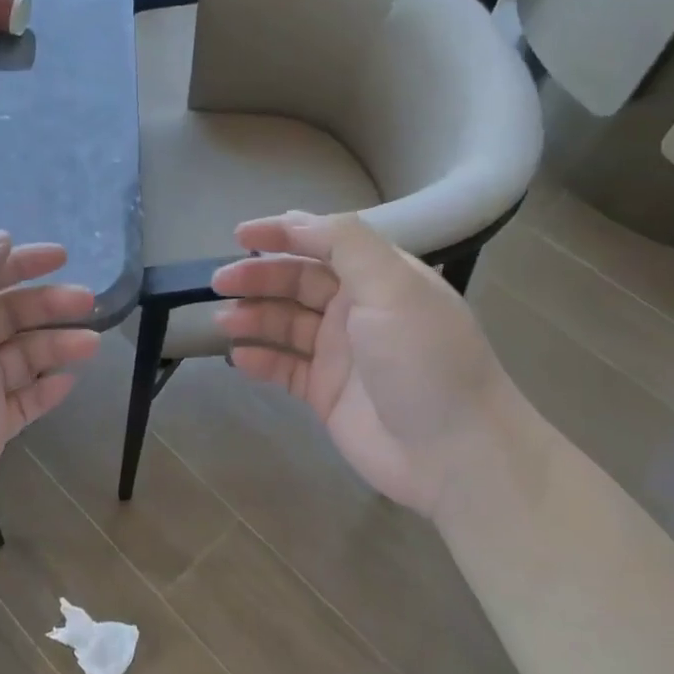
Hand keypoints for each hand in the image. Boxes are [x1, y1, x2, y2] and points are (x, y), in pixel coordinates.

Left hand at [0, 232, 99, 559]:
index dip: (19, 263)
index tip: (61, 257)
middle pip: (10, 316)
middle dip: (48, 304)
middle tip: (87, 302)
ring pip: (24, 358)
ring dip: (56, 346)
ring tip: (90, 343)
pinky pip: (26, 401)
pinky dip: (47, 390)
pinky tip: (69, 381)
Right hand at [212, 212, 516, 515]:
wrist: (453, 453)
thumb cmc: (423, 359)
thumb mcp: (393, 286)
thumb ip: (346, 243)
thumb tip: (297, 220)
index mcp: (379, 278)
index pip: (325, 242)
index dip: (283, 234)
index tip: (241, 236)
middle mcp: (358, 310)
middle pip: (298, 282)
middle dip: (259, 276)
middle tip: (219, 282)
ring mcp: (341, 354)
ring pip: (286, 324)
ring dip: (253, 317)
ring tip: (223, 321)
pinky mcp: (326, 394)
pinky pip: (284, 368)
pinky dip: (260, 359)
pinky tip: (239, 357)